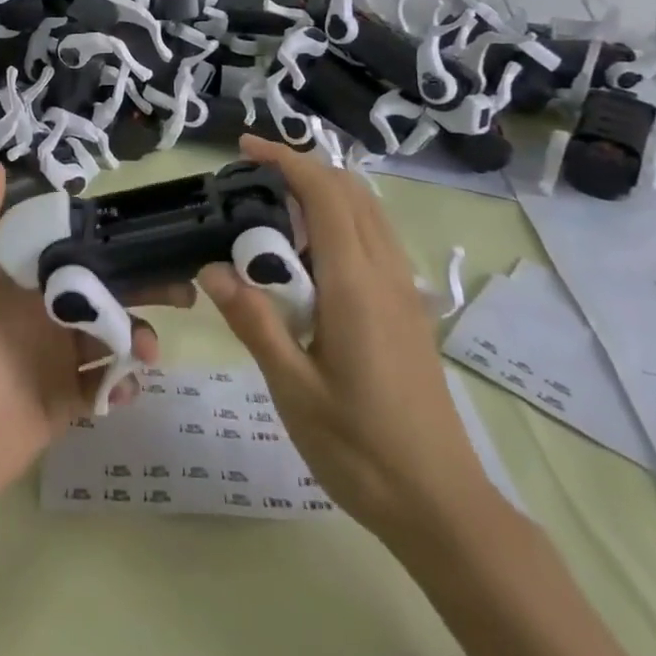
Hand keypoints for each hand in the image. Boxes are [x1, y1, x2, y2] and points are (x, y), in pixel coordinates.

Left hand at [0, 164, 185, 536]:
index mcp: (19, 284)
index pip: (72, 253)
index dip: (107, 244)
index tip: (147, 234)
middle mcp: (42, 317)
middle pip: (101, 293)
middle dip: (140, 288)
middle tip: (182, 290)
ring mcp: (55, 363)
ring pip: (110, 338)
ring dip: (137, 336)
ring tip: (147, 348)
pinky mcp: (64, 407)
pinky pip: (103, 389)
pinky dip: (123, 383)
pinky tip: (128, 384)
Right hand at [199, 136, 495, 543]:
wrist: (443, 506)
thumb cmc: (362, 450)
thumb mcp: (294, 390)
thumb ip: (254, 322)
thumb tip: (212, 268)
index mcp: (356, 284)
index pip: (325, 194)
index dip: (286, 160)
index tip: (245, 149)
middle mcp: (386, 273)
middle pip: (350, 191)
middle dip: (302, 168)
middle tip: (251, 176)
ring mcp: (403, 290)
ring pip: (368, 211)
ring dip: (324, 191)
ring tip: (274, 207)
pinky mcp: (409, 308)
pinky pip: (375, 237)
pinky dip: (341, 218)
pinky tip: (311, 254)